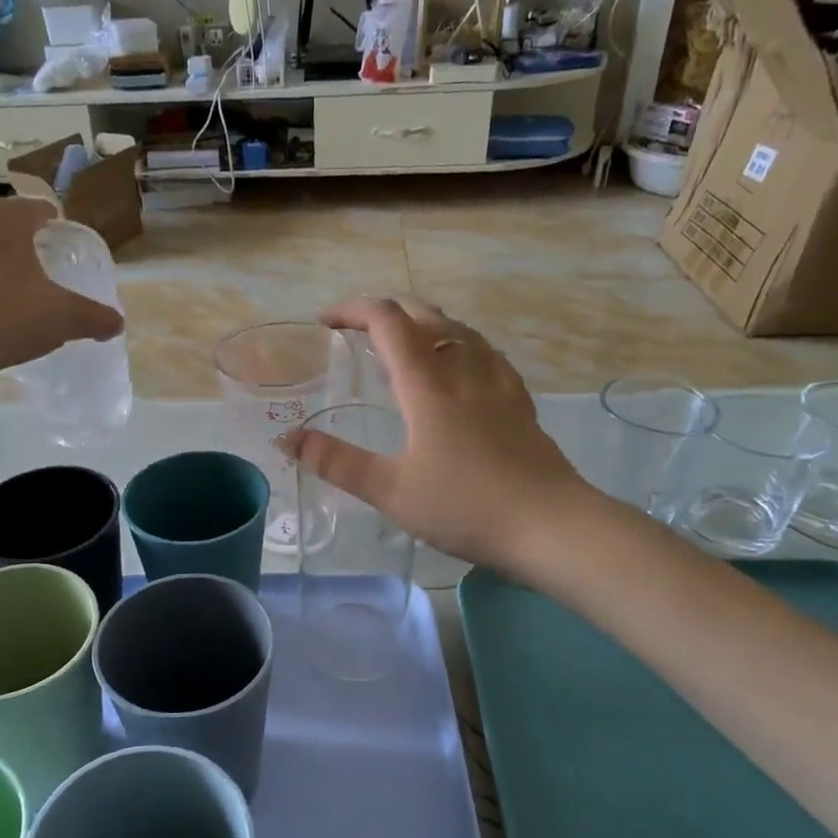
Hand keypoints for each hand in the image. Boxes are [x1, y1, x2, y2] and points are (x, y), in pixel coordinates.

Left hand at [0, 195, 122, 378]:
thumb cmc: (8, 315)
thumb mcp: (64, 317)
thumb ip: (95, 317)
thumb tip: (116, 324)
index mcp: (4, 216)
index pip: (40, 209)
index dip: (58, 229)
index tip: (66, 255)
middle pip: (3, 223)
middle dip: (20, 243)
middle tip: (39, 274)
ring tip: (6, 294)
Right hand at [282, 297, 588, 568]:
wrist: (551, 526)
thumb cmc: (464, 506)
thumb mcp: (389, 490)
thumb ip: (336, 461)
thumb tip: (287, 439)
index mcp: (427, 384)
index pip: (388, 321)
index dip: (353, 310)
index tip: (325, 322)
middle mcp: (464, 369)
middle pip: (426, 315)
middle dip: (387, 312)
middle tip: (359, 332)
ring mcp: (498, 383)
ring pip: (460, 330)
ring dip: (425, 324)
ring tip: (404, 346)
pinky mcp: (520, 402)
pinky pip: (485, 353)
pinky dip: (458, 345)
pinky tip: (459, 370)